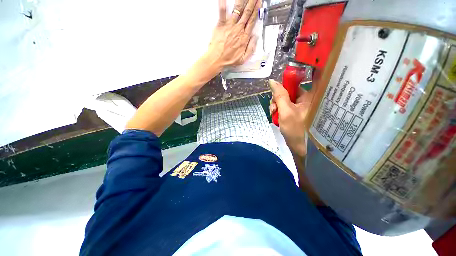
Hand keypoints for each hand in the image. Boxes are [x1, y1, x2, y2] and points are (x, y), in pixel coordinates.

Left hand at [206, 0, 260, 69]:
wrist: (217, 60)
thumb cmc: (229, 60)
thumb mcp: (243, 59)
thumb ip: (251, 48)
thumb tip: (255, 37)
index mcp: (244, 37)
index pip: (252, 20)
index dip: (256, 10)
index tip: (259, 2)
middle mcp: (238, 29)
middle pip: (247, 12)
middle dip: (251, 2)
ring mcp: (229, 26)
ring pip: (237, 9)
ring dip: (242, 0)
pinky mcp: (221, 25)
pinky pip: (222, 12)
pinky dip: (222, 3)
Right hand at [269, 79, 314, 156]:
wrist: (299, 147)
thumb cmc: (296, 130)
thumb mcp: (286, 112)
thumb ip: (279, 96)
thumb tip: (272, 81)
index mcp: (311, 95)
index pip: (308, 76)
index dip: (294, 75)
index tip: (282, 80)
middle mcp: (307, 98)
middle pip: (289, 89)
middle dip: (278, 97)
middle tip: (274, 107)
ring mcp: (300, 104)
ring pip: (285, 97)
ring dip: (276, 104)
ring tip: (274, 114)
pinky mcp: (295, 110)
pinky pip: (284, 104)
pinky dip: (278, 109)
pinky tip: (275, 116)